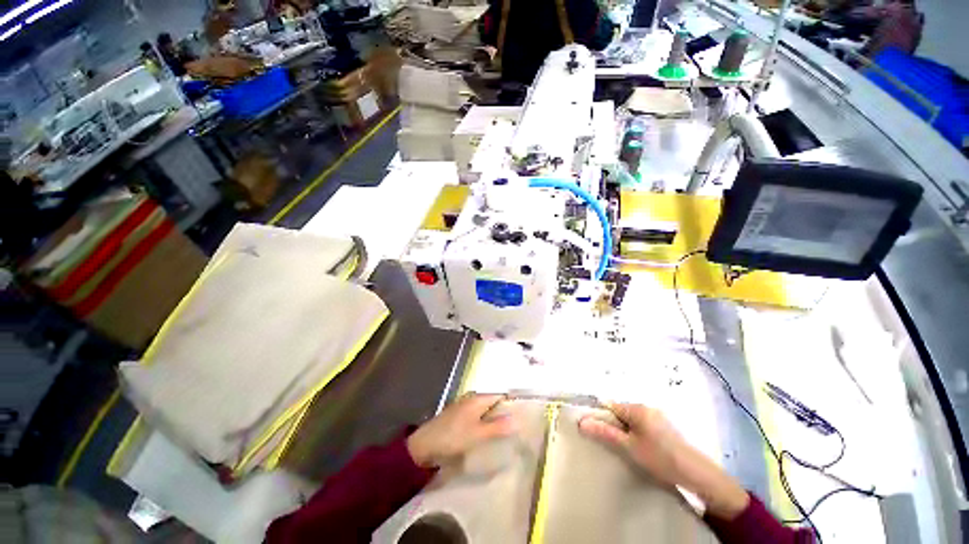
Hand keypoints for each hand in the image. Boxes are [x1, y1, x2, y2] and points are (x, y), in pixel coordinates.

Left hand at [407, 394, 516, 468]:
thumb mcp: (477, 434)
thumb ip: (497, 427)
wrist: (424, 445)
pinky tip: (486, 435)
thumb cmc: (453, 437)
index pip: (500, 395)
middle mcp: (471, 399)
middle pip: (493, 402)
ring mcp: (463, 407)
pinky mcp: (458, 416)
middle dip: (503, 413)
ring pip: (484, 410)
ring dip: (494, 419)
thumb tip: (518, 419)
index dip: (511, 403)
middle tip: (516, 427)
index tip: (523, 416)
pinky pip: (476, 416)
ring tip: (505, 433)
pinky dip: (484, 423)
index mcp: (477, 399)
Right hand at [579, 403, 749, 519]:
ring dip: (626, 429)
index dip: (600, 416)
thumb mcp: (629, 447)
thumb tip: (581, 421)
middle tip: (612, 443)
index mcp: (637, 408)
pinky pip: (643, 423)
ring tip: (626, 447)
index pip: (610, 405)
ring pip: (632, 418)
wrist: (697, 473)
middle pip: (621, 411)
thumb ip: (605, 433)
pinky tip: (642, 448)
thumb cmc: (660, 458)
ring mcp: (658, 415)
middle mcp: (647, 407)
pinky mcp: (666, 425)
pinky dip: (637, 432)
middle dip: (614, 424)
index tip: (594, 429)